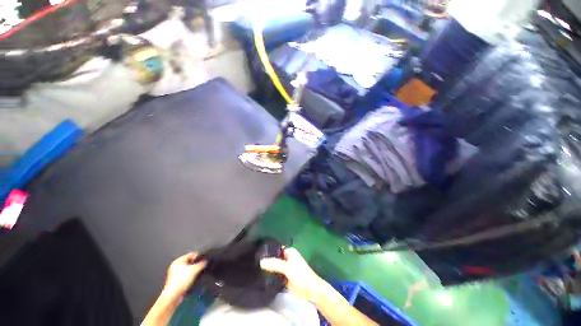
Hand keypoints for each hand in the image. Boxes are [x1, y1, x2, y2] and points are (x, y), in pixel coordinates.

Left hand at [162, 252, 205, 299]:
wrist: (173, 295)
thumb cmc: (182, 280)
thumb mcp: (194, 270)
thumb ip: (201, 263)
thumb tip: (206, 261)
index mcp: (178, 260)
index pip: (191, 254)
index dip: (199, 256)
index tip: (205, 260)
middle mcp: (175, 265)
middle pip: (189, 261)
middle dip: (196, 263)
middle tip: (202, 266)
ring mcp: (174, 273)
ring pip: (187, 268)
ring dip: (193, 270)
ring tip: (199, 272)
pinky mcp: (175, 280)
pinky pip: (184, 274)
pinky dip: (189, 275)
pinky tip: (193, 278)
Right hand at [260, 248, 324, 302]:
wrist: (310, 291)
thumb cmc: (301, 275)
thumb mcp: (287, 268)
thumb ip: (275, 264)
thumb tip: (261, 261)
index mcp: (290, 252)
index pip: (277, 248)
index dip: (269, 250)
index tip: (258, 253)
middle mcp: (288, 258)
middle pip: (275, 258)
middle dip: (268, 260)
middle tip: (255, 262)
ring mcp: (287, 268)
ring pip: (276, 267)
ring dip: (269, 269)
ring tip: (256, 269)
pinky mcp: (286, 278)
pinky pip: (277, 275)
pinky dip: (272, 276)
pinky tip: (263, 277)